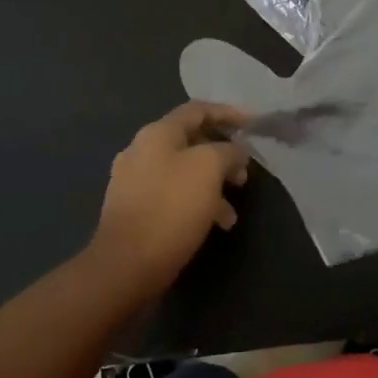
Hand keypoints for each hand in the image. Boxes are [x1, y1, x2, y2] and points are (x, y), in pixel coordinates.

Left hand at [87, 103, 249, 300]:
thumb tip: (235, 152)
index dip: (228, 113)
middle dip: (223, 156)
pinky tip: (213, 225)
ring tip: (232, 212)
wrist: (125, 266)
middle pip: (191, 141)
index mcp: (157, 133)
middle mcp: (142, 150)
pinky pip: (173, 196)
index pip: (198, 110)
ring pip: (184, 172)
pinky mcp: (134, 210)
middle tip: (243, 174)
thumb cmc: (171, 207)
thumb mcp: (209, 168)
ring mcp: (134, 181)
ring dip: (212, 184)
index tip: (253, 125)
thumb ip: (228, 151)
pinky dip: (196, 203)